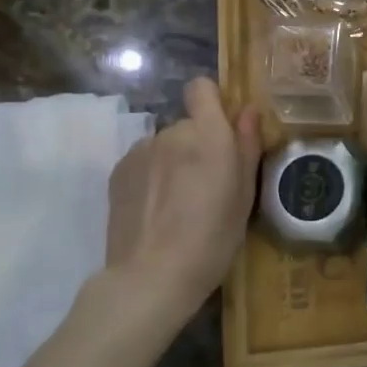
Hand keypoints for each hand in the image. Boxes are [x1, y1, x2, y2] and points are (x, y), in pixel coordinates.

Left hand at [101, 77, 261, 315]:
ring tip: (178, 204)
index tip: (222, 130)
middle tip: (206, 186)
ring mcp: (141, 150)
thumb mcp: (244, 196)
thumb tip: (248, 110)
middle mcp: (172, 132)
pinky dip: (151, 177)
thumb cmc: (212, 239)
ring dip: (173, 162)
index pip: (202, 89)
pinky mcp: (118, 171)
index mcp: (209, 135)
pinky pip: (144, 162)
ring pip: (165, 145)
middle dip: (198, 145)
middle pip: (188, 125)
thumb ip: (247, 146)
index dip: (212, 102)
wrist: (151, 277)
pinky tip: (155, 211)